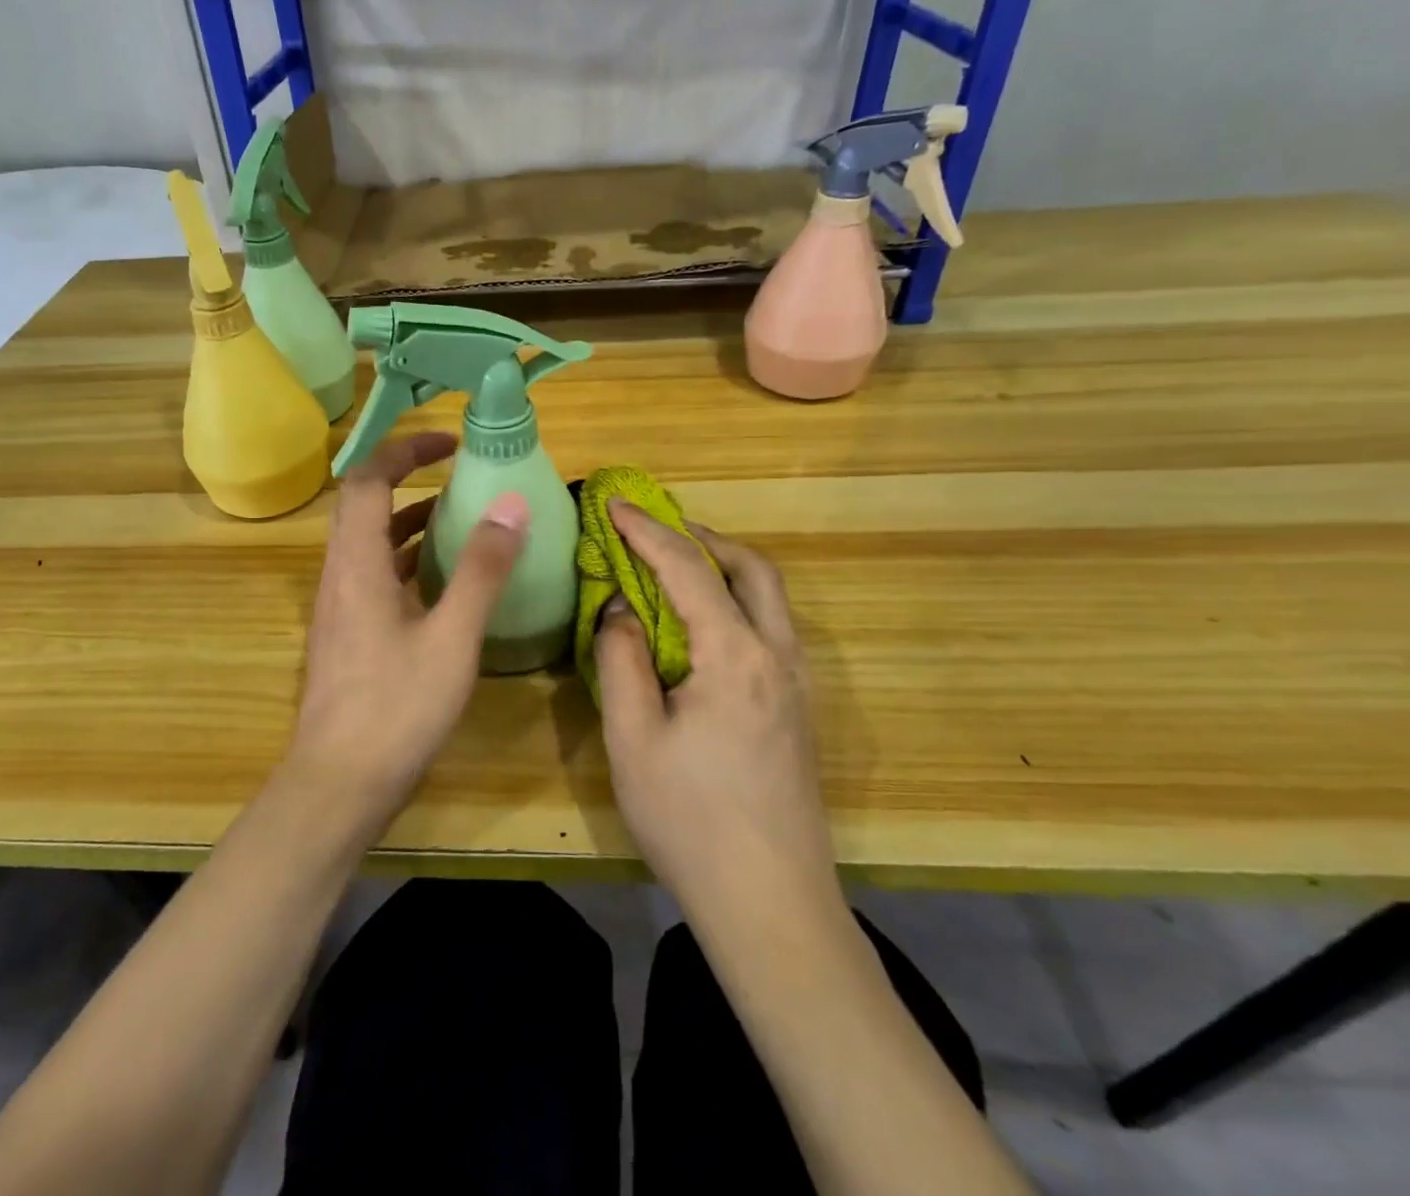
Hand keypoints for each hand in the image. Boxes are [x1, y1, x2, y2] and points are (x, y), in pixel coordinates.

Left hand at [286, 432, 527, 833]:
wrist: (338, 785)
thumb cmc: (396, 708)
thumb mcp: (451, 637)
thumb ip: (481, 569)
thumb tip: (510, 503)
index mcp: (356, 563)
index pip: (368, 480)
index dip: (404, 450)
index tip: (449, 442)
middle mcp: (339, 574)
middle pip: (363, 504)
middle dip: (406, 477)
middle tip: (455, 472)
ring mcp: (339, 606)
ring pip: (368, 542)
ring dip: (407, 521)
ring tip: (458, 518)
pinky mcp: (347, 633)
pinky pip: (373, 574)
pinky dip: (405, 560)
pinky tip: (441, 581)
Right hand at [593, 501, 838, 911]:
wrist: (772, 907)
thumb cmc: (691, 821)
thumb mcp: (634, 738)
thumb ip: (622, 659)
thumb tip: (619, 609)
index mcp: (735, 656)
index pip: (688, 570)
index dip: (647, 531)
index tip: (613, 505)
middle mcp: (778, 656)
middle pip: (751, 568)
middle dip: (701, 537)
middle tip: (654, 529)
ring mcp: (796, 684)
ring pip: (769, 596)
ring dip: (723, 566)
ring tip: (674, 566)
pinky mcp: (798, 710)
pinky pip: (770, 627)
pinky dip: (736, 600)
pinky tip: (703, 623)